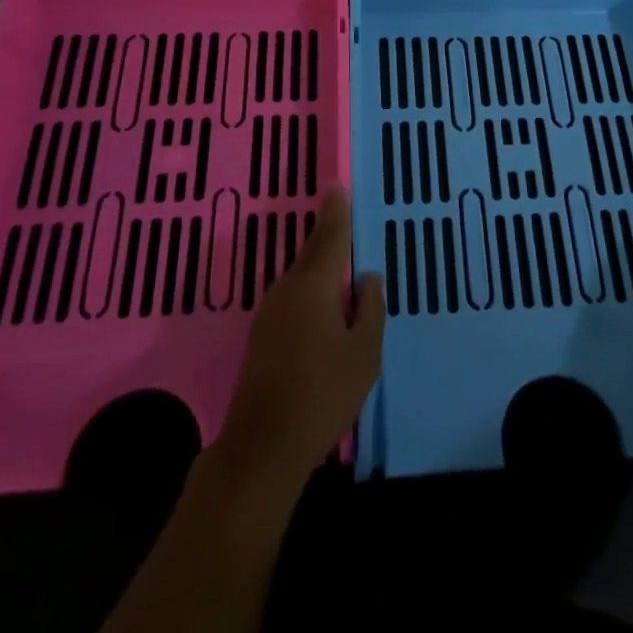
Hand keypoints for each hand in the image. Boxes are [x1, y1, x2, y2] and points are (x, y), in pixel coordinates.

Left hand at [217, 189, 383, 489]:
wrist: (263, 446)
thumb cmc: (323, 393)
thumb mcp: (364, 352)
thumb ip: (370, 308)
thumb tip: (367, 277)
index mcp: (314, 285)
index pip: (330, 237)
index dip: (337, 212)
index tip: (337, 186)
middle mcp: (288, 289)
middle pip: (313, 253)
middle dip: (328, 234)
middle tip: (343, 215)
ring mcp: (270, 313)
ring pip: (302, 278)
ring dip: (320, 267)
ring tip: (342, 263)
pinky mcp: (262, 337)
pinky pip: (294, 298)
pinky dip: (311, 291)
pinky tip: (324, 305)